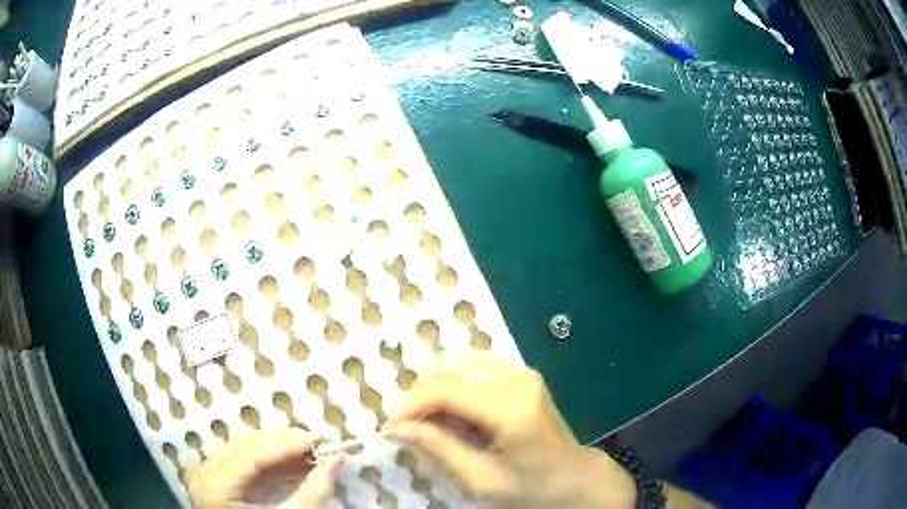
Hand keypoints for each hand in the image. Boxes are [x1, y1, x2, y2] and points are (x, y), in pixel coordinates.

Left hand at [185, 429, 343, 508]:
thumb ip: (314, 491)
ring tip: (309, 450)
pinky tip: (291, 461)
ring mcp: (207, 473)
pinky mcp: (215, 477)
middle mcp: (204, 473)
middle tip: (318, 442)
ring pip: (243, 448)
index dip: (287, 445)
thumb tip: (338, 459)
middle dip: (284, 442)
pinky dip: (268, 459)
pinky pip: (241, 459)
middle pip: (245, 446)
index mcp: (215, 487)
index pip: (252, 456)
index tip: (319, 438)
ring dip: (277, 448)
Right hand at [383, 353, 636, 507]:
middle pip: (449, 368)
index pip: (445, 390)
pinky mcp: (523, 373)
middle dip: (421, 395)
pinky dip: (455, 385)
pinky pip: (474, 367)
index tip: (390, 426)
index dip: (410, 405)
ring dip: (437, 388)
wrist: (573, 476)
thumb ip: (439, 448)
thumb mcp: (480, 478)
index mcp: (511, 410)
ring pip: (459, 362)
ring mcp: (523, 372)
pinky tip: (456, 412)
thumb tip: (396, 427)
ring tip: (434, 422)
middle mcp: (518, 380)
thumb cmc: (529, 487)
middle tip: (411, 426)